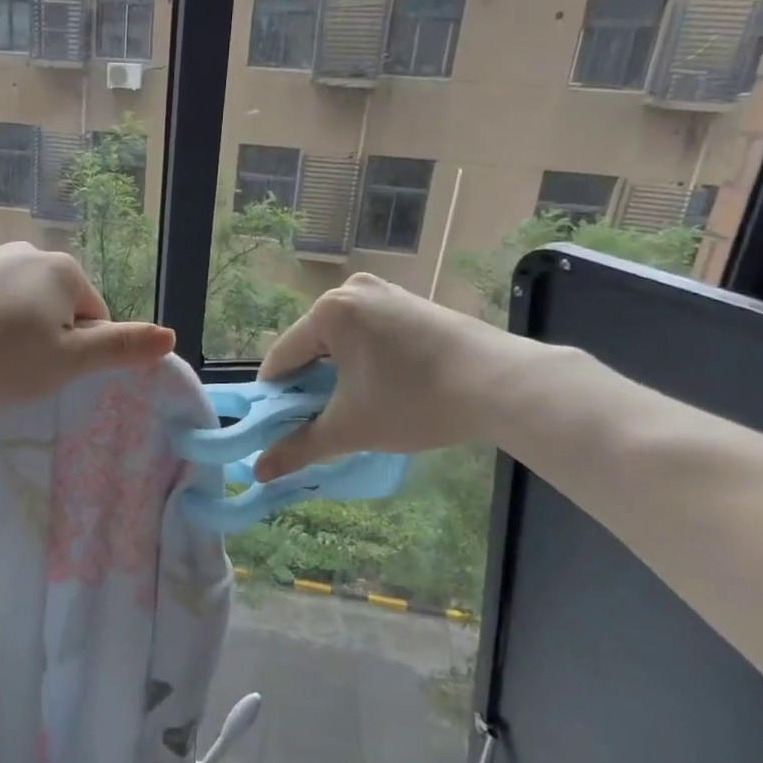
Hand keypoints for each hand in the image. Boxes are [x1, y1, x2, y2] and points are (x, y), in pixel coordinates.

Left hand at [0, 243, 174, 407]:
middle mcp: (27, 252)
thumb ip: (120, 348)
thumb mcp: (66, 363)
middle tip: (15, 372)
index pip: (94, 319)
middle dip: (44, 340)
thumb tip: (171, 335)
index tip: (47, 374)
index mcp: (63, 272)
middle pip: (55, 308)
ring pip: (16, 304)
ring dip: (9, 331)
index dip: (77, 354)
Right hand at [253, 273, 539, 478]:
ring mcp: (387, 293)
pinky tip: (383, 389)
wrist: (504, 384)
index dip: (274, 399)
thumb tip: (259, 472)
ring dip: (338, 376)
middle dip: (309, 387)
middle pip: (311, 347)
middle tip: (319, 424)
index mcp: (328, 311)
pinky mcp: (413, 304)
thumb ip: (299, 448)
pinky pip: (371, 334)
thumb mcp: (350, 428)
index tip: (276, 430)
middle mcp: (352, 291)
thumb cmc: (415, 401)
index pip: (281, 359)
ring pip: (342, 342)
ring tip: (353, 410)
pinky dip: (365, 362)